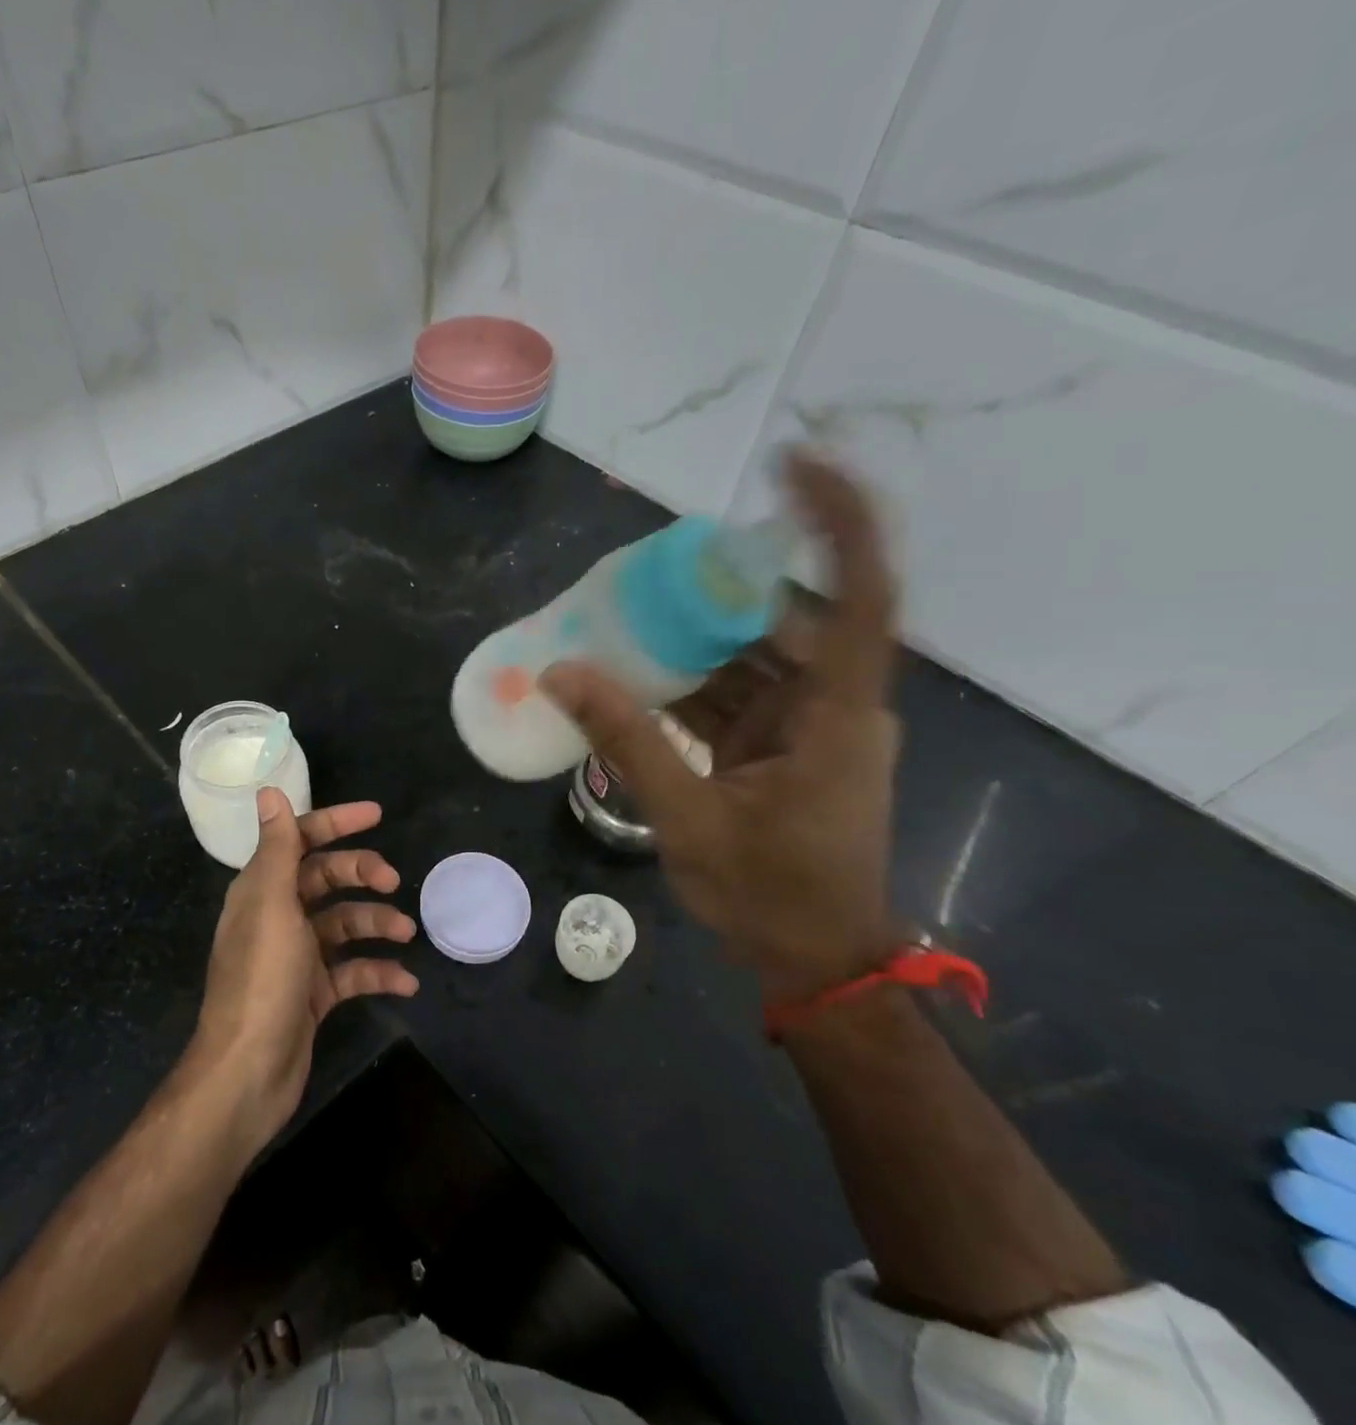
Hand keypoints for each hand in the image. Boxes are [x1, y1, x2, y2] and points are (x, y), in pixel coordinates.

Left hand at [188, 790, 418, 1151]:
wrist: (247, 1074)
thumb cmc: (261, 980)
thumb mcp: (272, 906)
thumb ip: (277, 848)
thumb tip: (268, 790)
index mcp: (262, 890)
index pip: (300, 840)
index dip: (335, 822)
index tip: (376, 815)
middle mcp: (278, 916)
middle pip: (327, 879)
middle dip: (362, 874)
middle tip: (393, 881)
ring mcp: (296, 957)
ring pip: (344, 924)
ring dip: (376, 923)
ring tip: (407, 931)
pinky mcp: (313, 993)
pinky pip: (352, 971)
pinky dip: (378, 971)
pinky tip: (405, 981)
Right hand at [541, 450, 900, 1002]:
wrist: (814, 960)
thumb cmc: (770, 895)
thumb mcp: (689, 818)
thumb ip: (627, 740)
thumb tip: (562, 673)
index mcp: (835, 714)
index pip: (861, 593)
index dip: (837, 521)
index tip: (795, 464)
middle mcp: (832, 705)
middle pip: (782, 619)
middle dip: (717, 589)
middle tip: (646, 568)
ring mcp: (806, 726)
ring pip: (751, 657)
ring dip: (691, 640)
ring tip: (621, 616)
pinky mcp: (781, 747)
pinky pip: (733, 694)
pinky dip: (687, 683)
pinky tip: (632, 676)